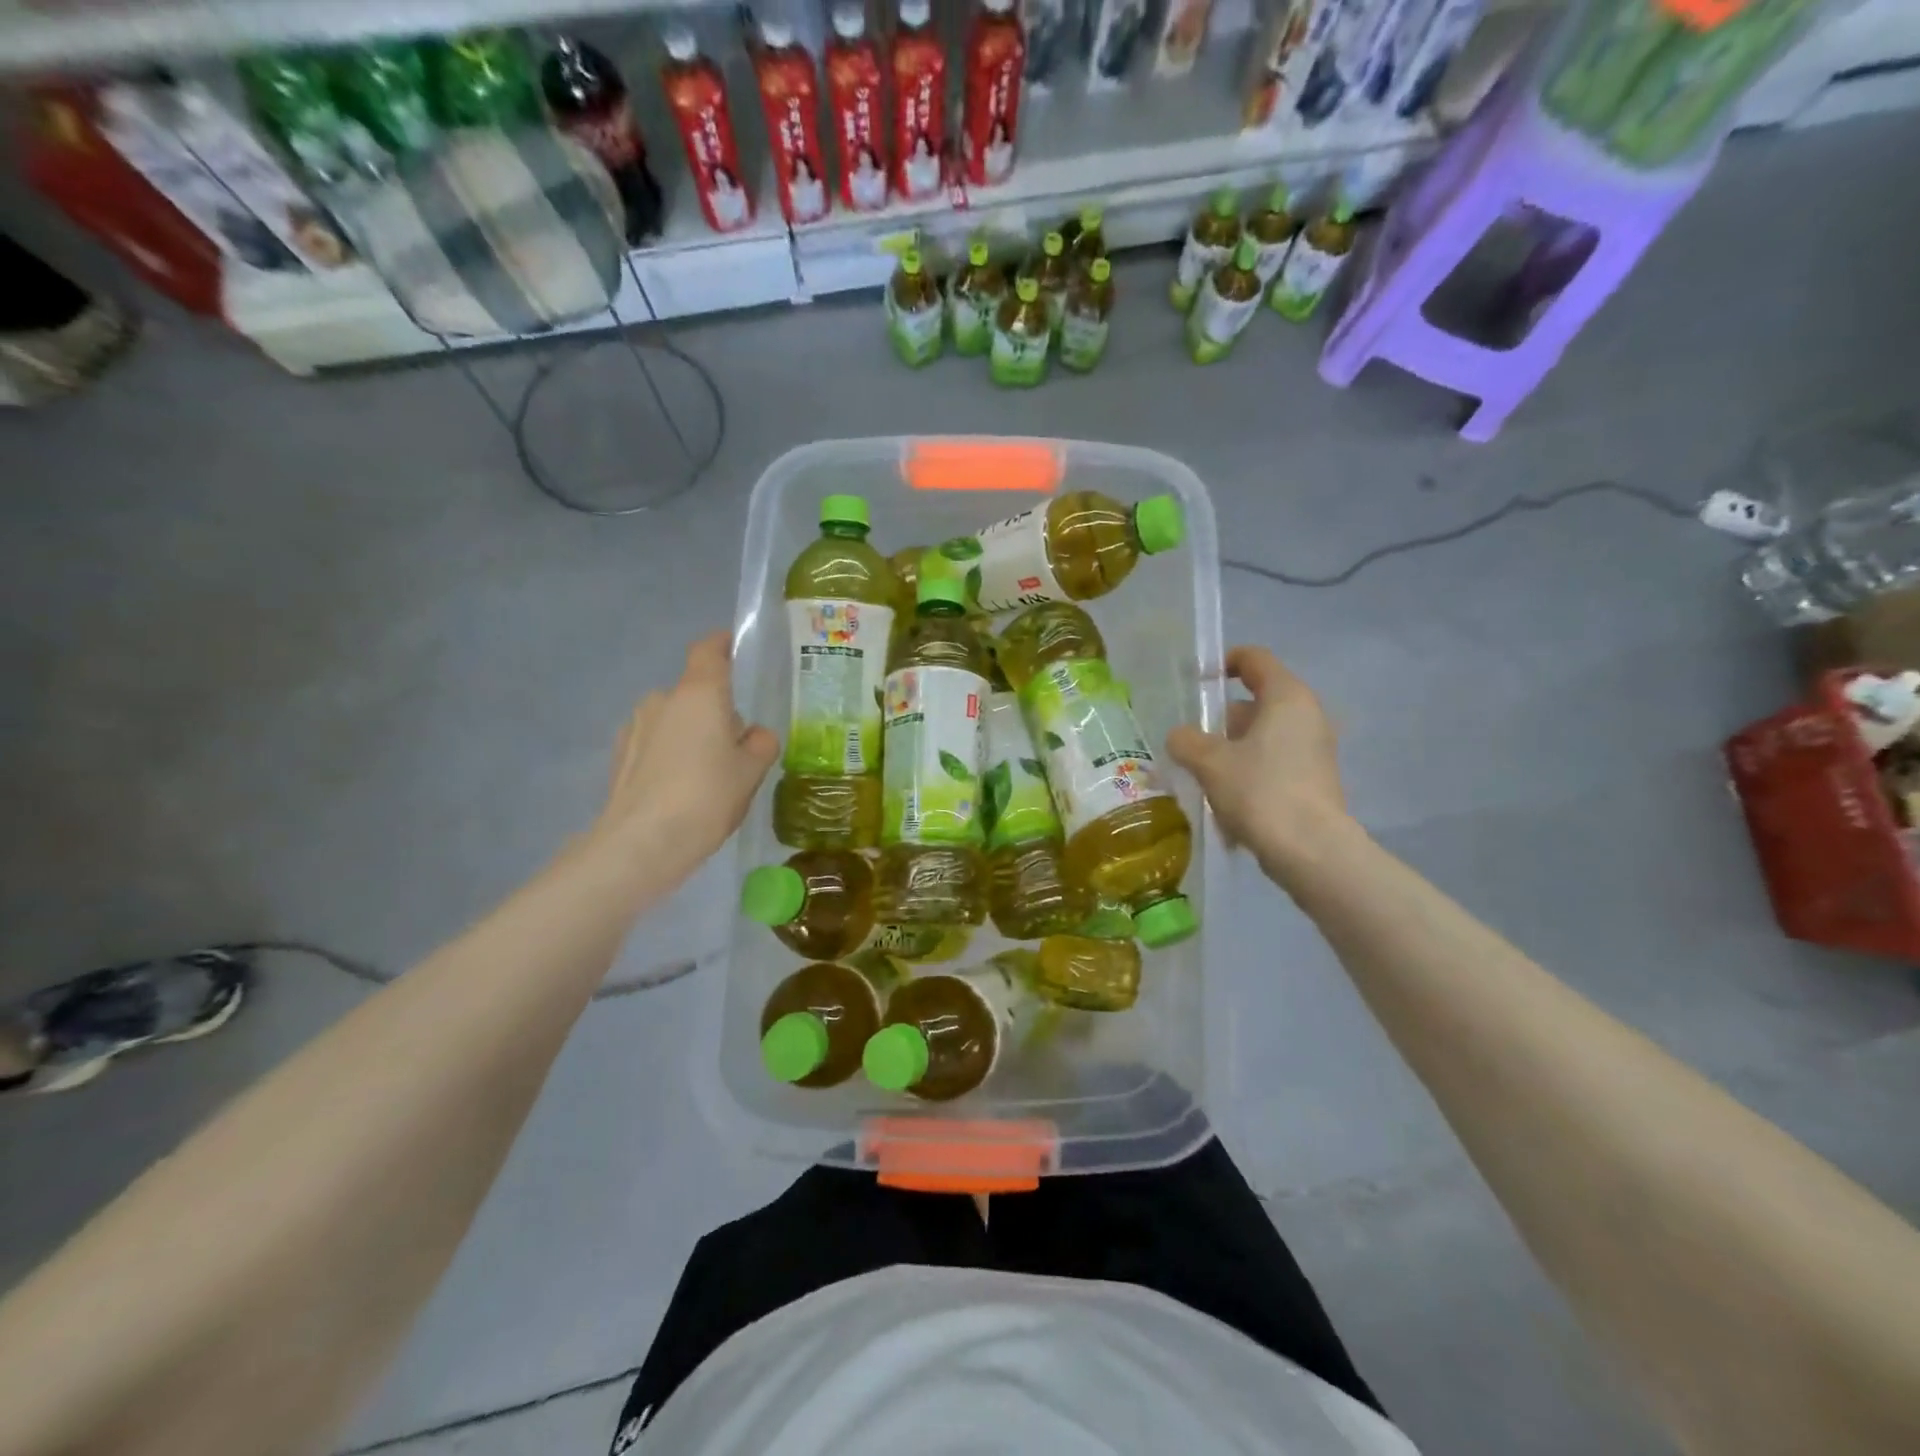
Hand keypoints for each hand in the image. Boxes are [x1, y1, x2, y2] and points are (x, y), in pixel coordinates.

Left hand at [592, 631, 778, 868]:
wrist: (641, 844)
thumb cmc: (706, 796)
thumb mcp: (752, 771)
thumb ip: (761, 744)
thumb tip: (754, 735)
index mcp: (698, 694)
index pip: (708, 651)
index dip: (722, 644)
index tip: (735, 648)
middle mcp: (662, 700)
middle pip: (695, 693)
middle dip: (715, 711)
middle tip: (735, 747)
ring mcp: (636, 728)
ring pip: (674, 720)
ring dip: (691, 735)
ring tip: (707, 775)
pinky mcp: (620, 757)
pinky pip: (655, 745)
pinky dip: (670, 756)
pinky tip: (680, 790)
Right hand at [1166, 646, 1352, 875]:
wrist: (1310, 850)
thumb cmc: (1260, 791)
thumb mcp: (1209, 762)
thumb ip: (1186, 741)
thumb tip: (1180, 737)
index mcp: (1286, 696)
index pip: (1254, 659)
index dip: (1223, 663)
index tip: (1196, 682)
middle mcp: (1307, 715)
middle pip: (1256, 701)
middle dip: (1220, 719)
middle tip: (1191, 740)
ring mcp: (1315, 749)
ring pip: (1263, 736)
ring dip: (1231, 750)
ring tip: (1202, 775)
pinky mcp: (1314, 780)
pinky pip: (1273, 763)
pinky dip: (1249, 773)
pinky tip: (1226, 802)